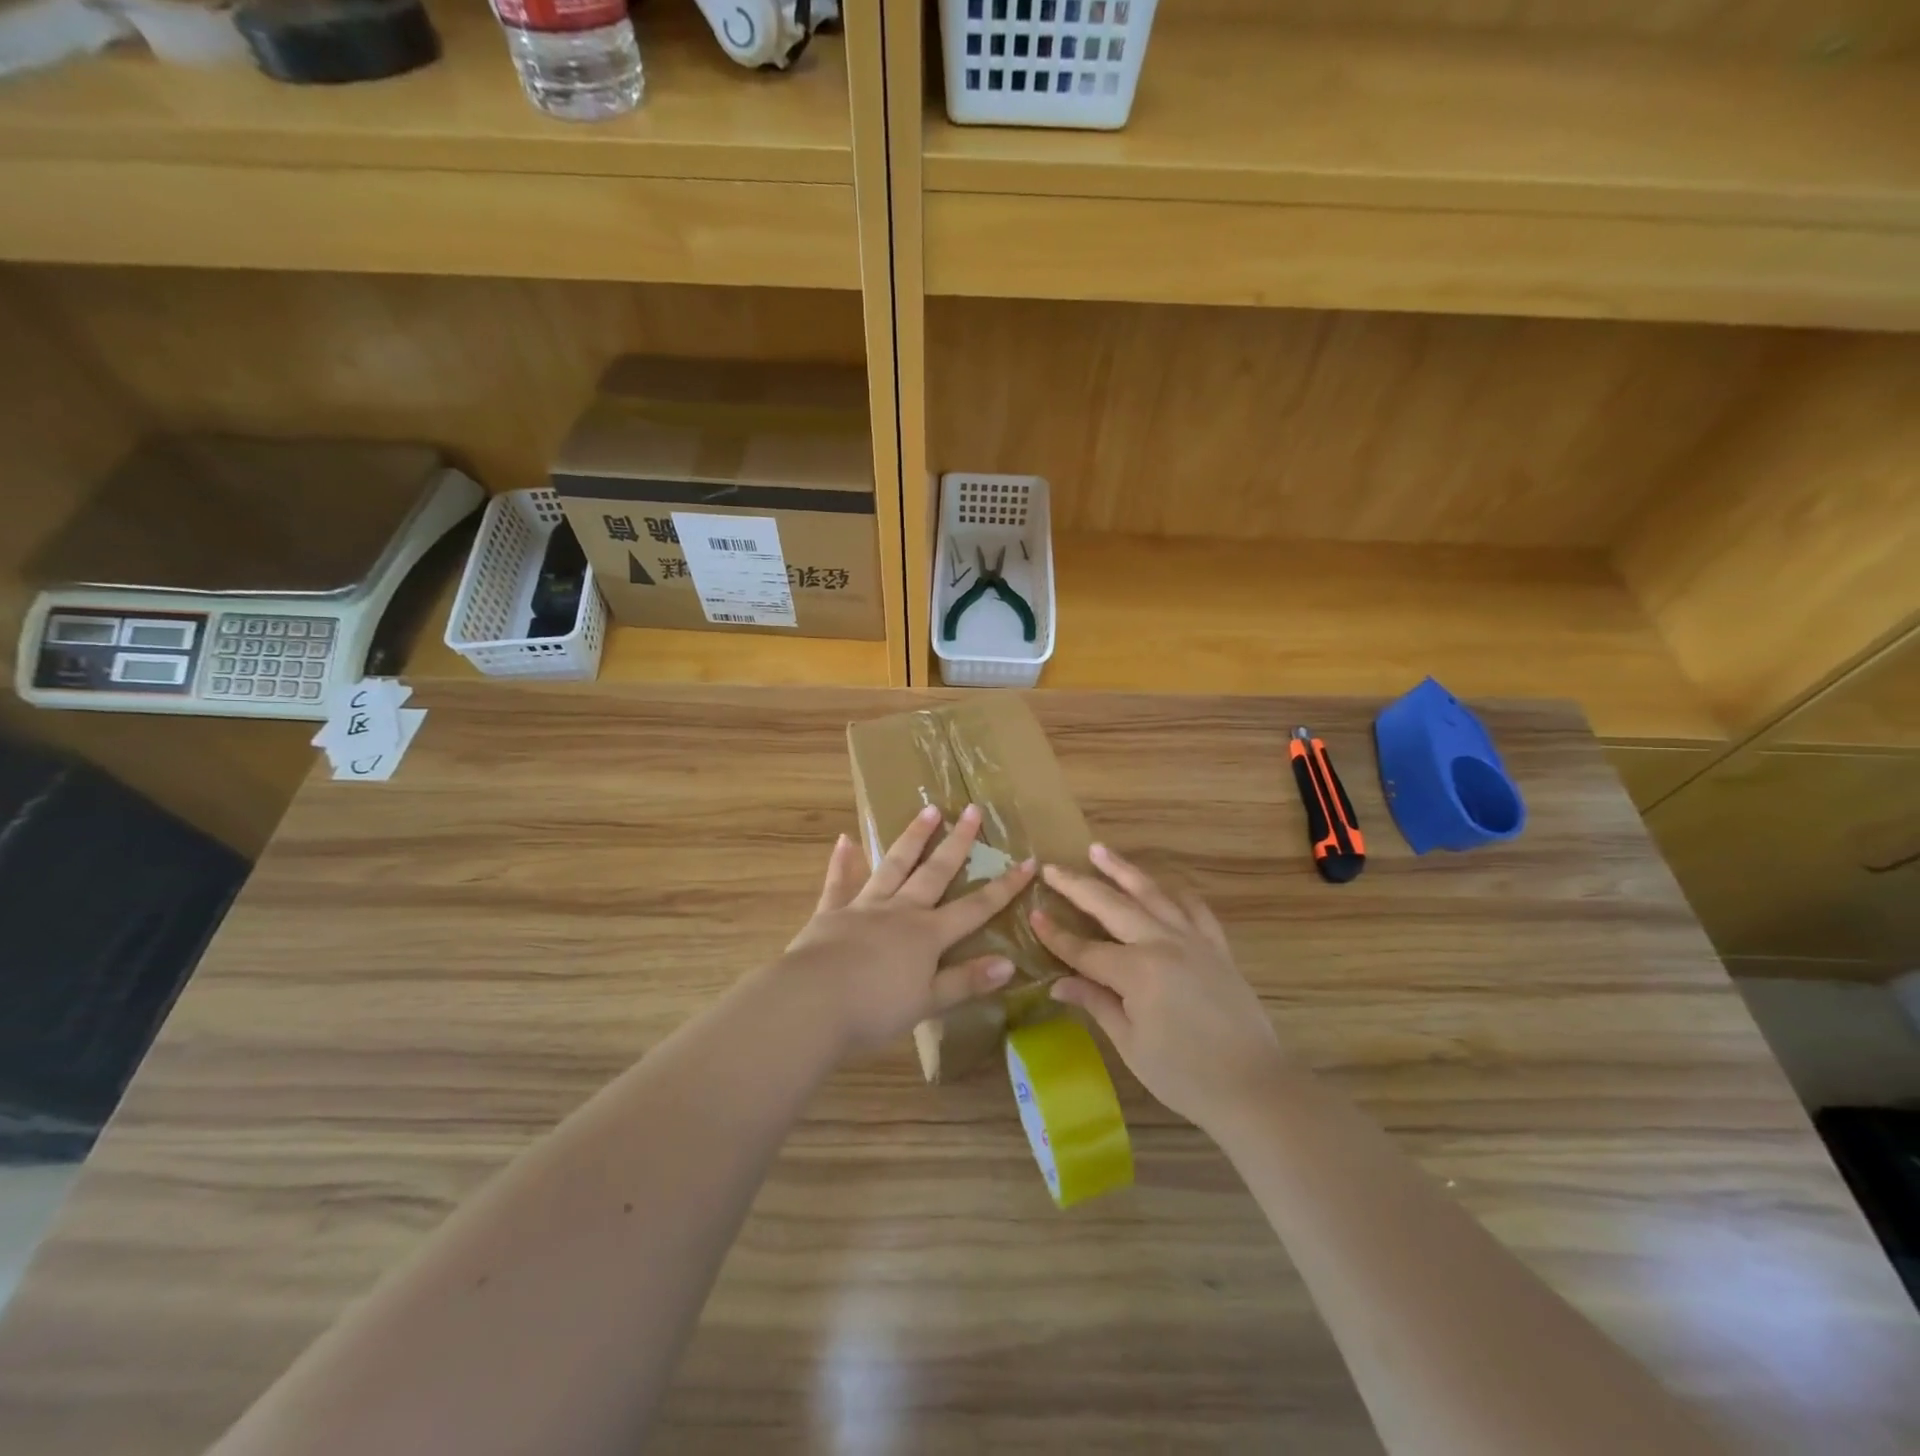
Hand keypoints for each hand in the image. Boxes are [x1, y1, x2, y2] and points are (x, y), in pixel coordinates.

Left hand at [780, 804, 1035, 1056]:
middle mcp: (901, 911)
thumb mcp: (928, 1002)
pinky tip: (844, 840)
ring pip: (894, 865)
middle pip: (935, 872)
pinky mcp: (831, 912)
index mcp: (928, 934)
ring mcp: (864, 906)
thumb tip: (1010, 964)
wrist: (813, 1002)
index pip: (976, 907)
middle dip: (958, 842)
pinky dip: (842, 862)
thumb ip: (966, 981)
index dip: (1004, 886)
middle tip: (972, 809)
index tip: (1027, 861)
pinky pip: (839, 882)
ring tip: (928, 809)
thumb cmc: (875, 1009)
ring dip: (912, 838)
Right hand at [1031, 844, 1285, 1133]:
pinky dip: (1174, 892)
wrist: (1254, 1086)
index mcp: (1136, 972)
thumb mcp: (1130, 1044)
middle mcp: (1162, 943)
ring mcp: (1193, 939)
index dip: (1056, 935)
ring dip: (1121, 870)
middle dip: (1077, 886)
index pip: (1084, 949)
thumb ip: (1096, 1003)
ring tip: (1098, 850)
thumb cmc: (1184, 1076)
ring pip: (1151, 893)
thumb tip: (1058, 983)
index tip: (1033, 915)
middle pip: (1111, 906)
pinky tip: (1162, 885)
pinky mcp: (1217, 946)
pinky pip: (1193, 908)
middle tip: (1052, 868)